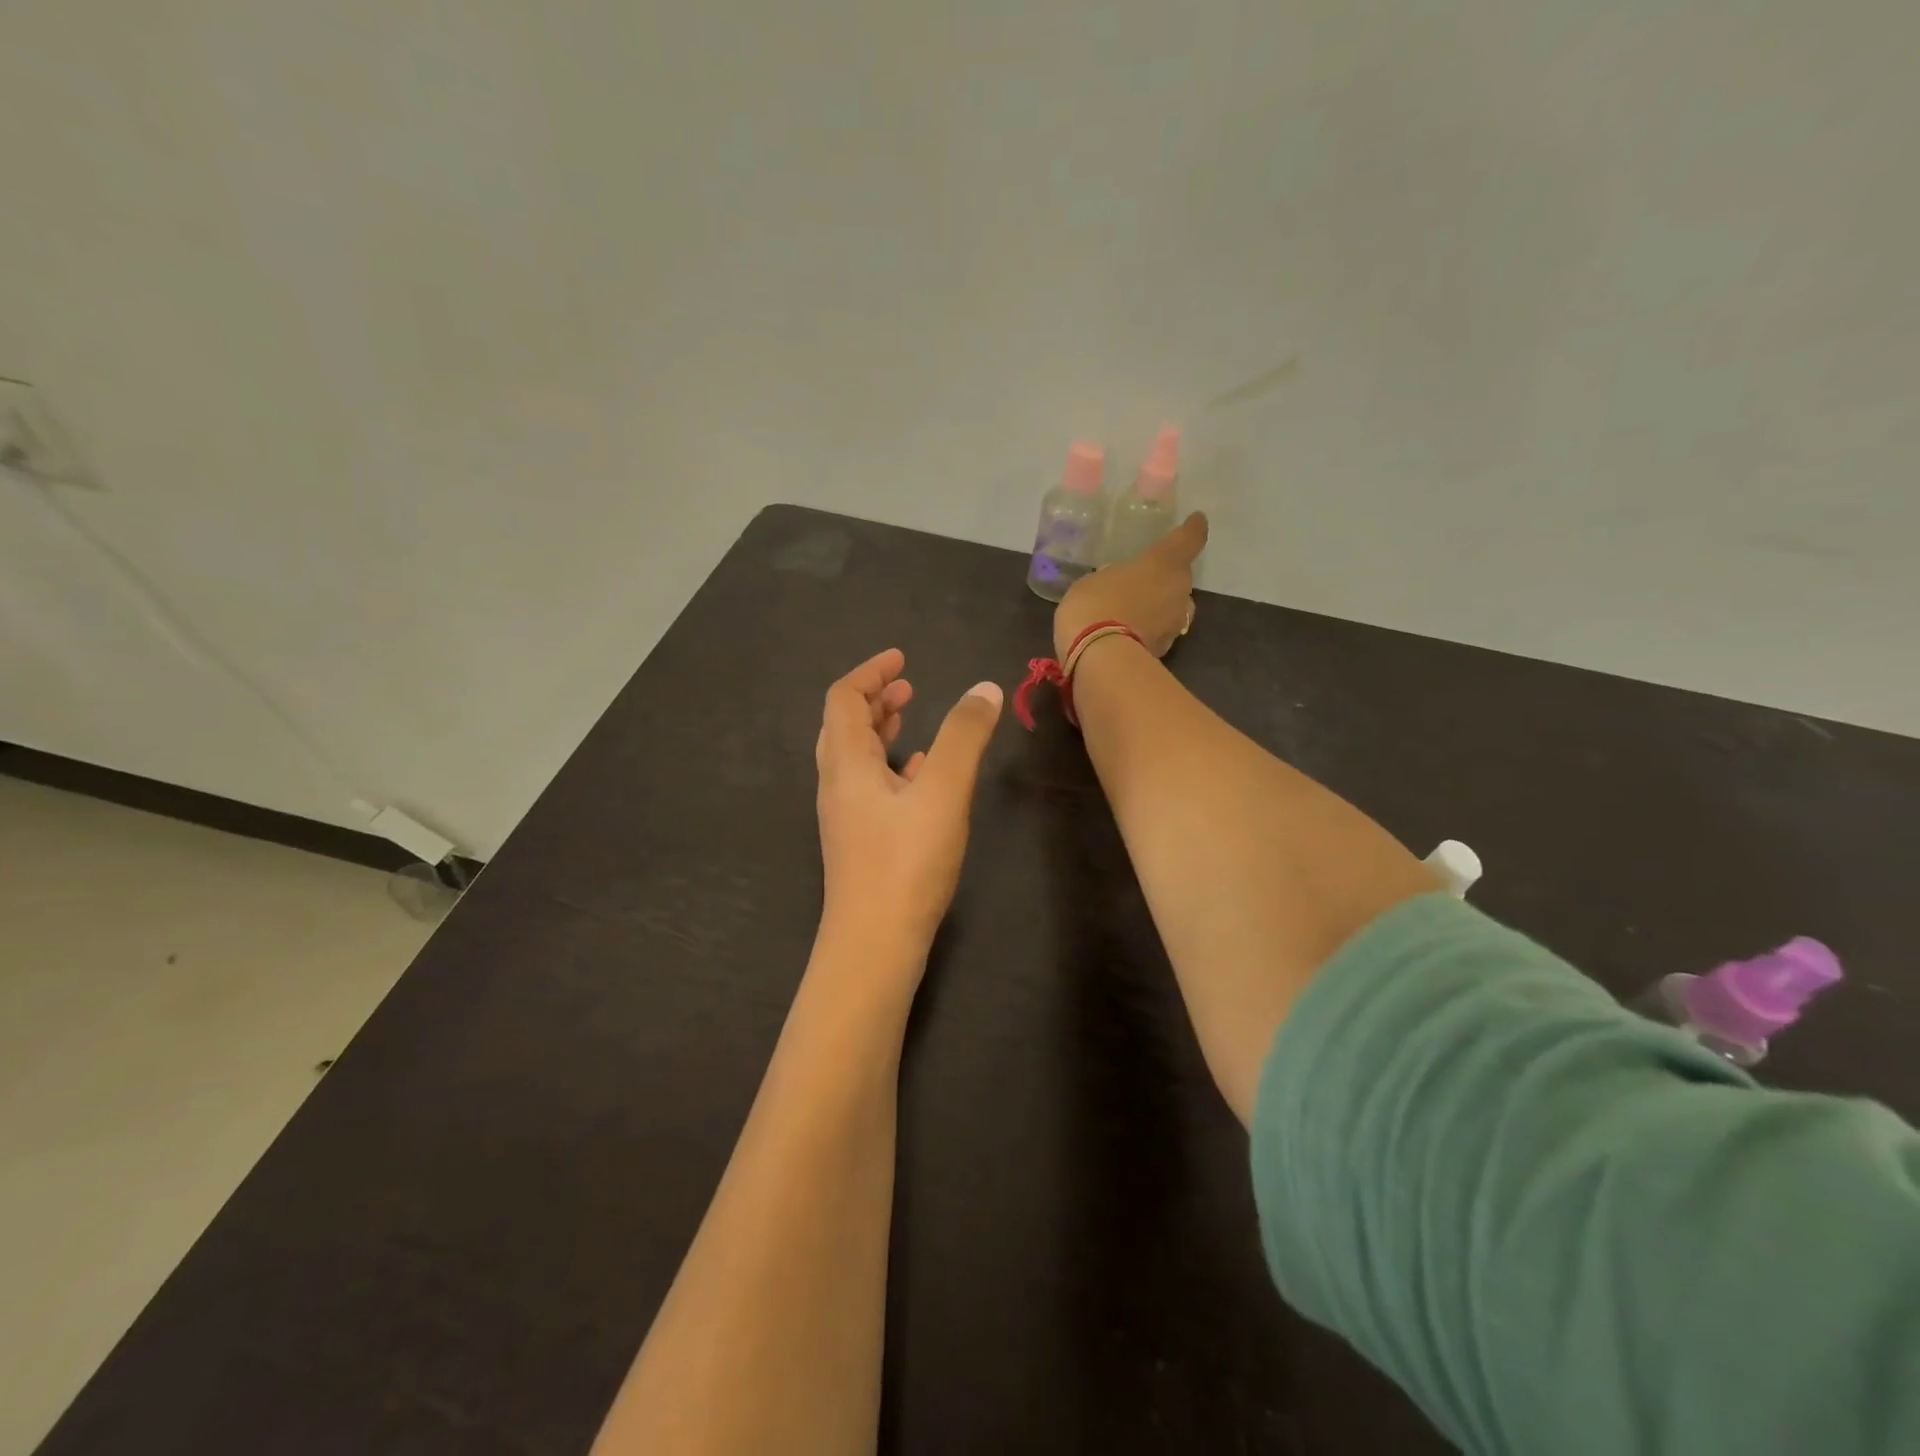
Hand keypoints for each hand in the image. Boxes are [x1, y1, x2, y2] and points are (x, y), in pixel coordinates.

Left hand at [814, 649, 1003, 968]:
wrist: (874, 944)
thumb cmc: (905, 863)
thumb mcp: (943, 792)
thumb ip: (964, 737)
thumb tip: (985, 688)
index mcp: (846, 764)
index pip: (843, 699)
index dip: (870, 673)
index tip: (901, 659)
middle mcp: (837, 785)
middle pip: (844, 727)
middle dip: (874, 700)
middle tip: (907, 686)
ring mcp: (845, 816)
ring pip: (856, 758)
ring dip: (880, 732)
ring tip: (912, 720)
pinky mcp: (860, 842)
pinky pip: (869, 788)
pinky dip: (891, 768)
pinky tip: (921, 776)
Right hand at [1054, 512, 1208, 658]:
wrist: (1100, 659)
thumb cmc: (1094, 605)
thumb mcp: (1093, 582)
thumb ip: (1112, 579)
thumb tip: (1117, 585)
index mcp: (1164, 563)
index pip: (1189, 539)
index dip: (1193, 529)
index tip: (1196, 521)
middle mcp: (1179, 590)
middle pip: (1180, 577)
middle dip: (1165, 578)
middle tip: (1142, 581)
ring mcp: (1175, 623)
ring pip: (1172, 607)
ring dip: (1158, 607)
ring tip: (1134, 610)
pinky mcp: (1166, 650)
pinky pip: (1158, 631)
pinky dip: (1148, 630)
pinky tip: (1127, 633)